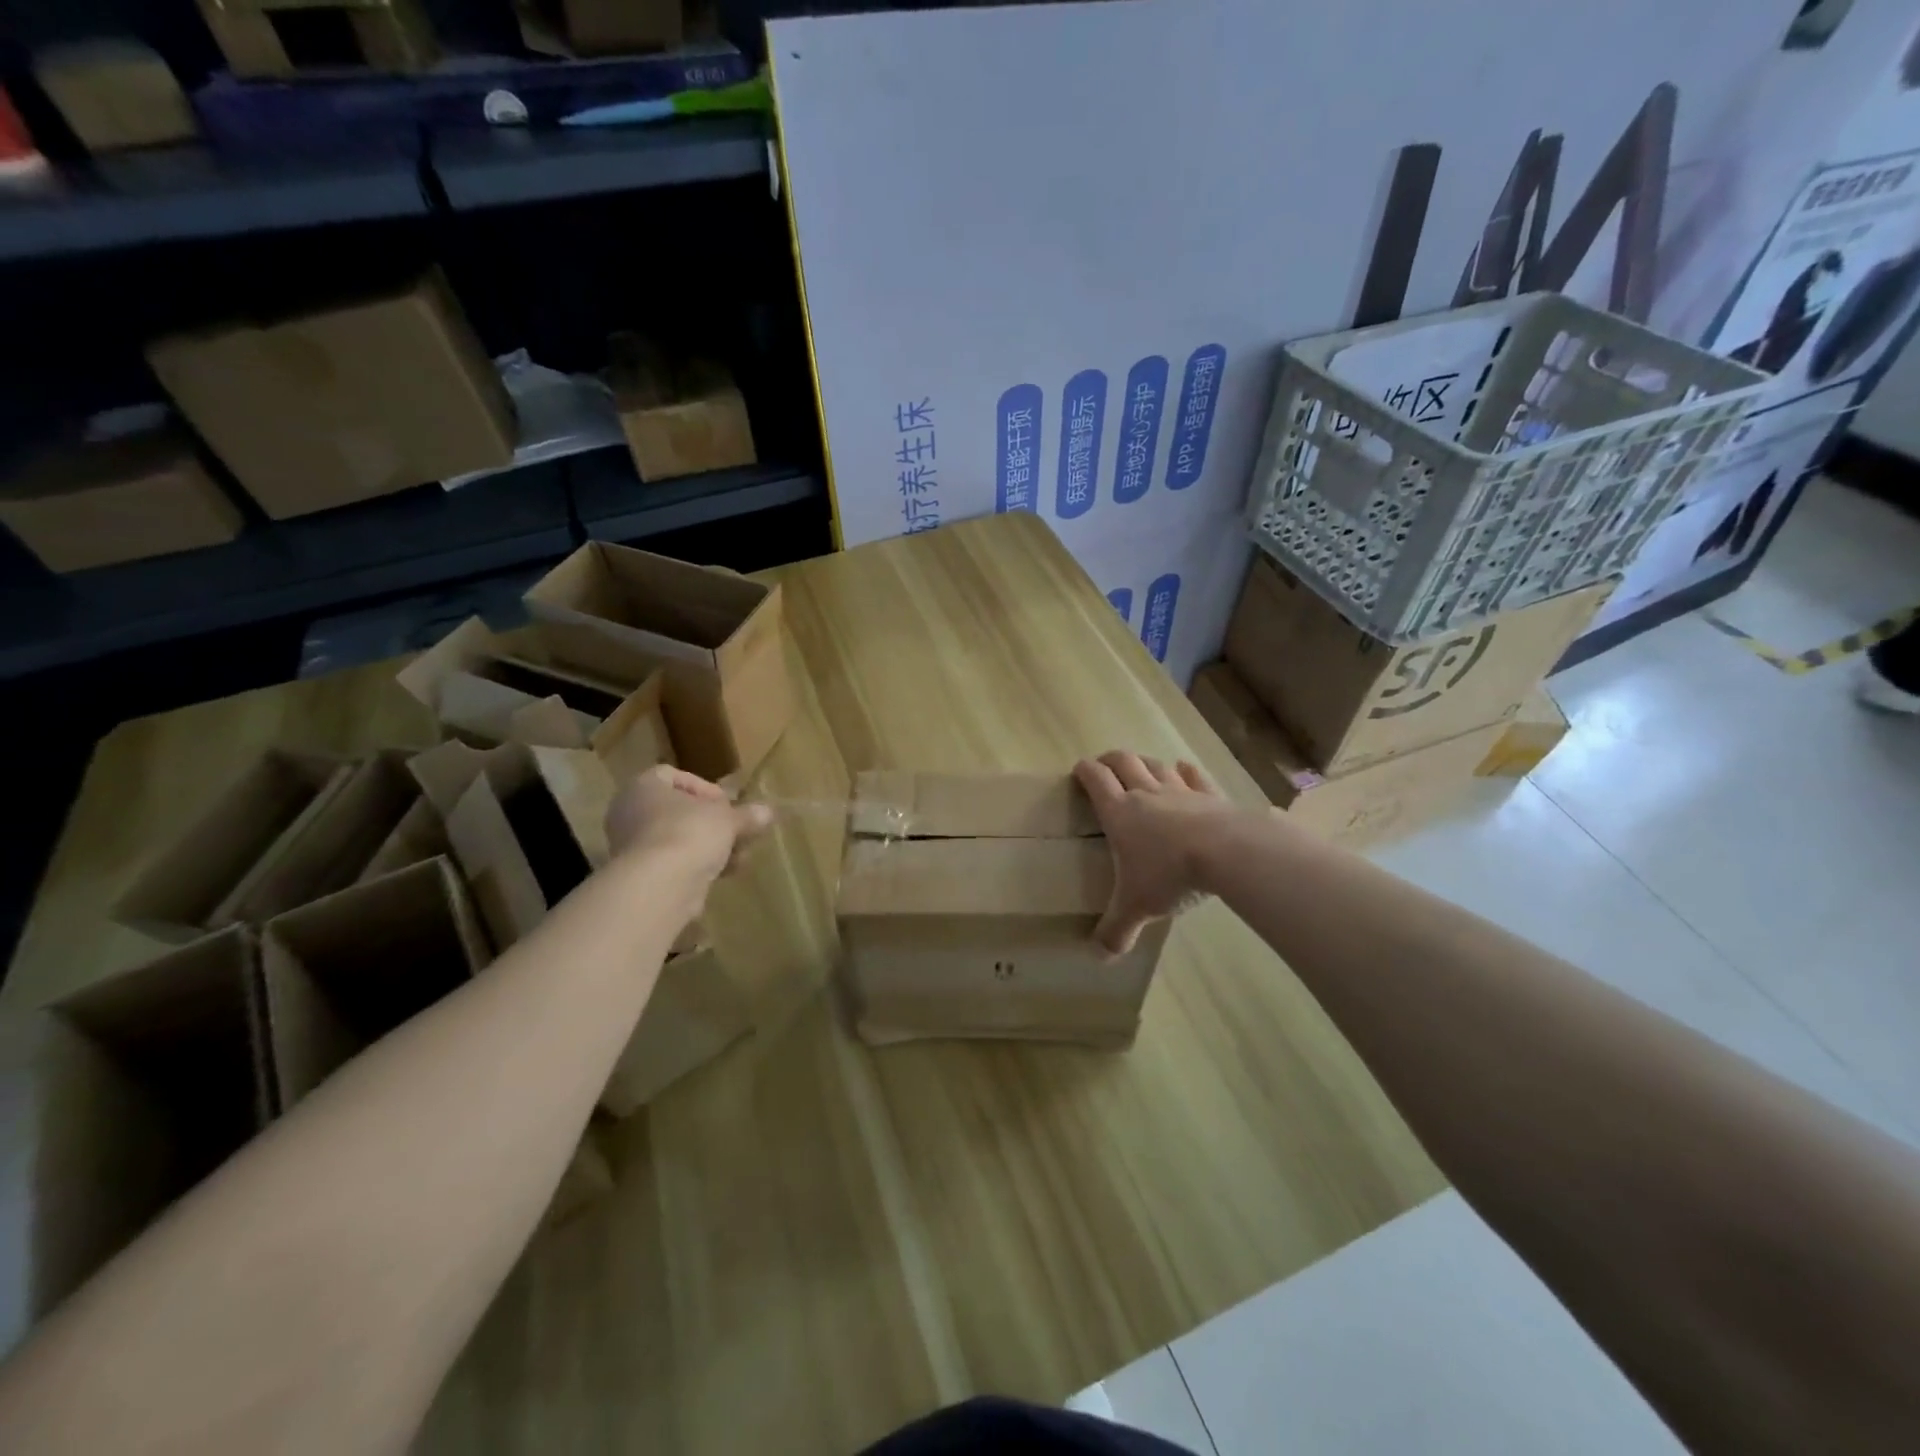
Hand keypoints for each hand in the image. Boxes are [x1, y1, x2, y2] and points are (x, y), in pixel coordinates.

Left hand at [604, 765, 773, 884]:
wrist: (660, 885)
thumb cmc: (690, 833)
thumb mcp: (728, 819)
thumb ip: (747, 815)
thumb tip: (767, 812)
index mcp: (644, 786)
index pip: (674, 776)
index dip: (706, 789)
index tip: (727, 805)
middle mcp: (630, 812)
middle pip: (679, 811)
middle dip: (713, 824)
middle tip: (737, 833)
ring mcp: (630, 846)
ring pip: (678, 839)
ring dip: (710, 847)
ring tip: (738, 859)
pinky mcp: (638, 876)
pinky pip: (673, 864)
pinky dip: (697, 867)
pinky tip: (723, 875)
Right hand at [1074, 751, 1237, 953]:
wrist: (1226, 853)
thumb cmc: (1169, 874)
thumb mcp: (1136, 907)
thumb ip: (1117, 930)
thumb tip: (1099, 956)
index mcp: (1119, 812)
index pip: (1095, 780)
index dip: (1085, 771)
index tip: (1079, 770)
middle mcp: (1146, 793)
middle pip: (1124, 762)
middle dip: (1111, 760)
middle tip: (1105, 766)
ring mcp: (1181, 791)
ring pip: (1157, 765)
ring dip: (1145, 763)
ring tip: (1141, 768)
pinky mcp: (1211, 795)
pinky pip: (1194, 776)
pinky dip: (1185, 770)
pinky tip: (1184, 769)